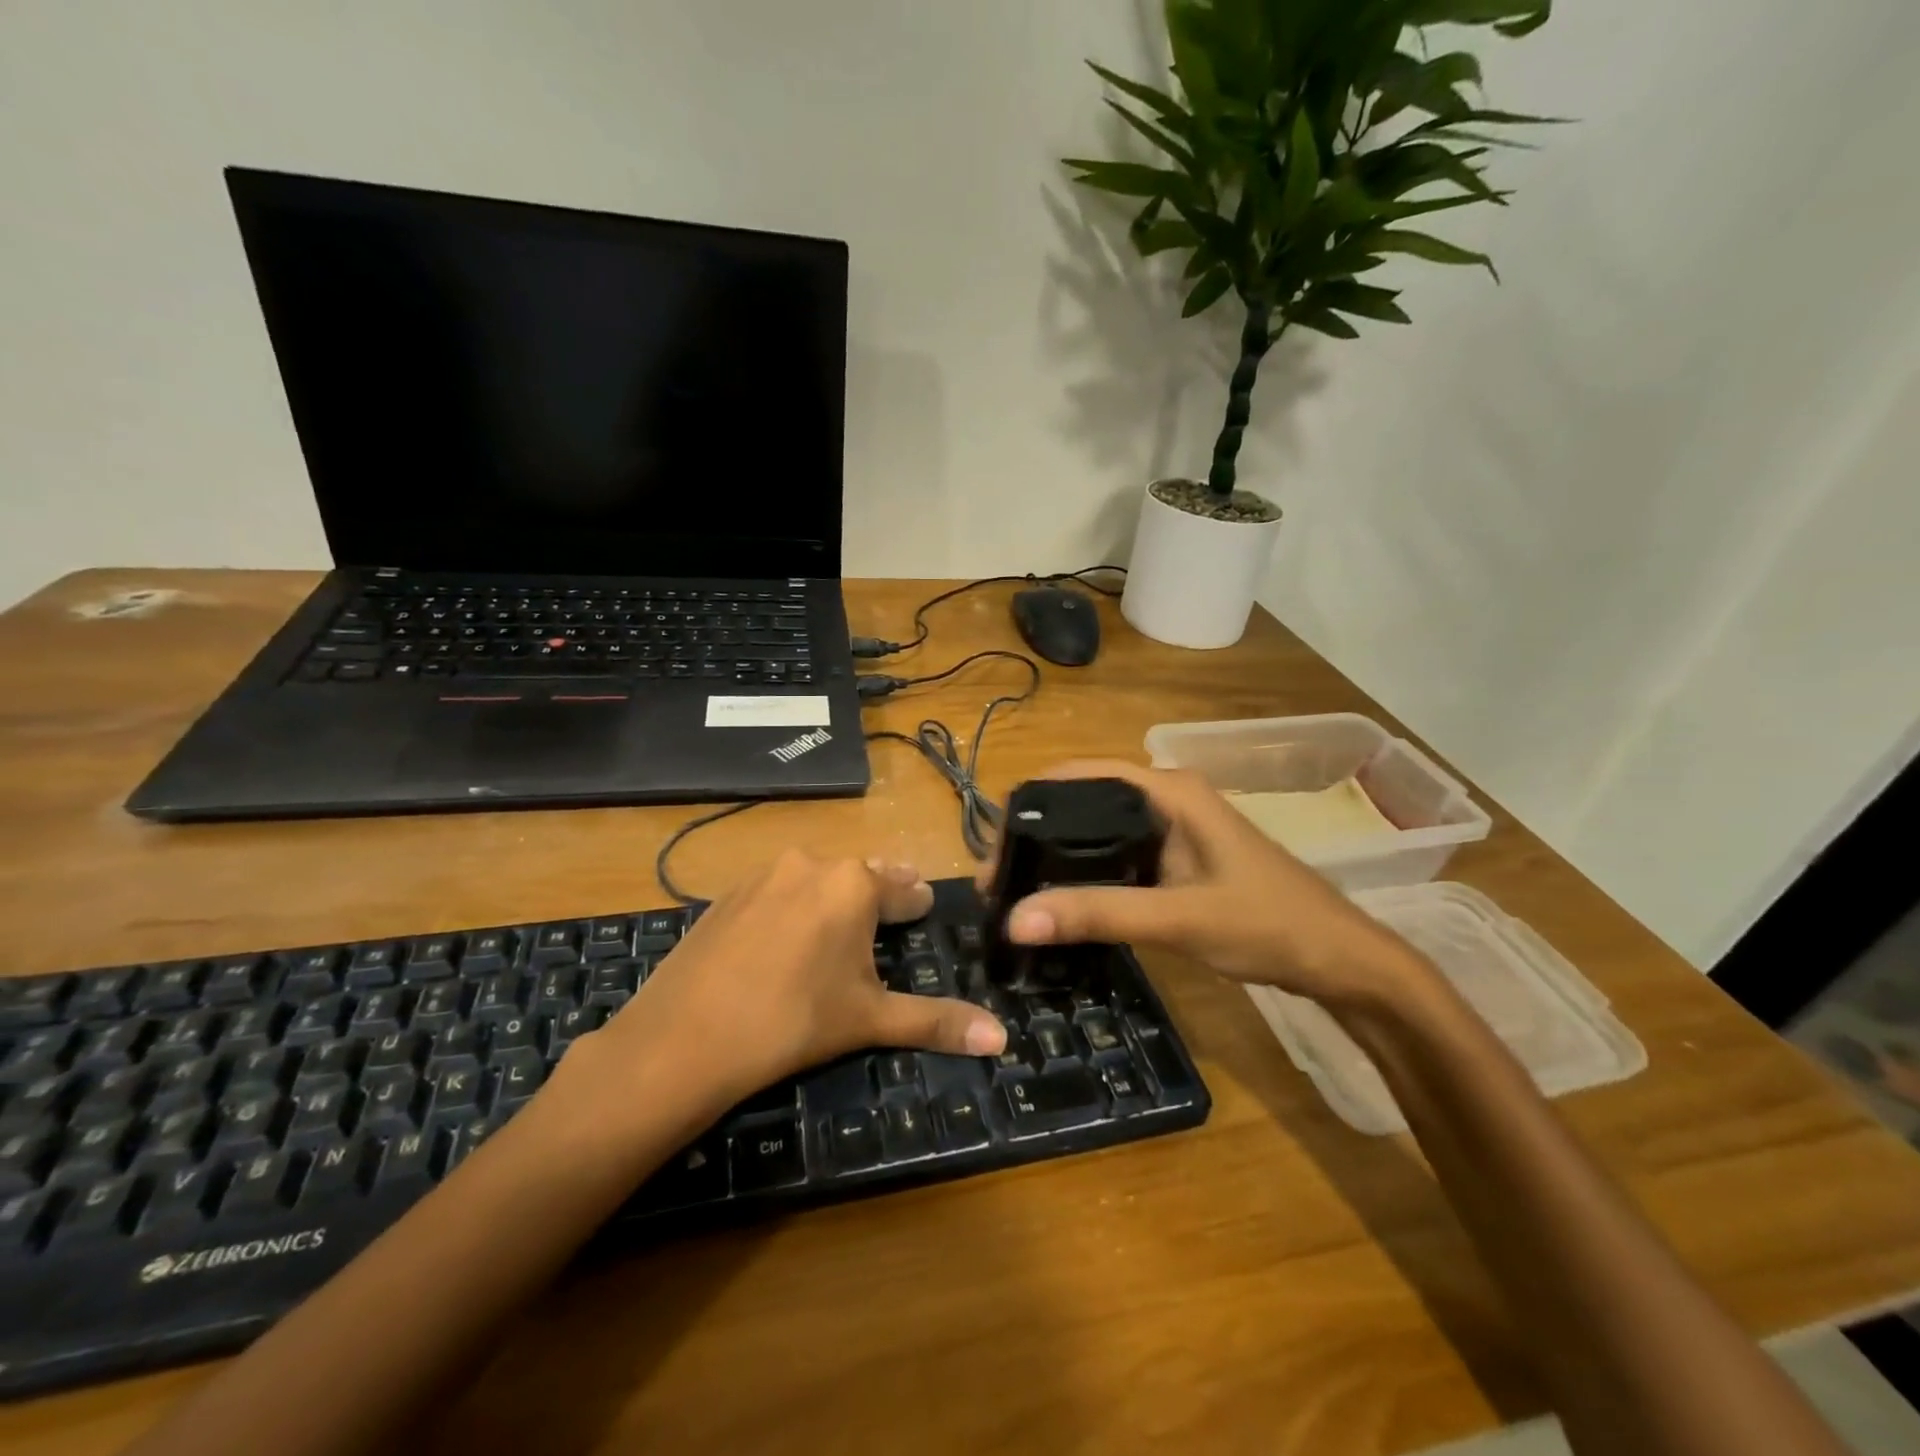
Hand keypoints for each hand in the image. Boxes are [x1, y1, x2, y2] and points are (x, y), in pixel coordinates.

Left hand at [593, 850, 1007, 1110]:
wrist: (682, 1038)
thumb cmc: (793, 1022)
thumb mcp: (870, 1020)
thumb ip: (937, 1021)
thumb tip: (1002, 1038)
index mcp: (855, 884)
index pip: (903, 889)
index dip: (917, 903)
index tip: (925, 907)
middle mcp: (812, 863)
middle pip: (861, 876)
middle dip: (880, 893)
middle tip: (895, 909)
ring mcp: (765, 873)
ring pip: (817, 878)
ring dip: (835, 897)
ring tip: (841, 926)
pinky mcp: (728, 892)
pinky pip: (778, 890)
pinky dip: (793, 905)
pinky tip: (787, 936)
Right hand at [983, 760, 1425, 1007]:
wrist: (1339, 959)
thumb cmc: (1267, 923)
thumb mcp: (1178, 918)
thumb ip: (1098, 914)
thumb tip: (1015, 919)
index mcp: (1166, 790)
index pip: (1077, 776)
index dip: (1029, 804)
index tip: (995, 851)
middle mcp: (1164, 797)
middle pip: (1081, 801)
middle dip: (1036, 834)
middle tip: (999, 883)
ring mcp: (1171, 828)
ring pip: (1096, 830)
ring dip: (1057, 856)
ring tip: (1017, 894)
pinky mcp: (1175, 858)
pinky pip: (1115, 855)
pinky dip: (1085, 873)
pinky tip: (1063, 902)